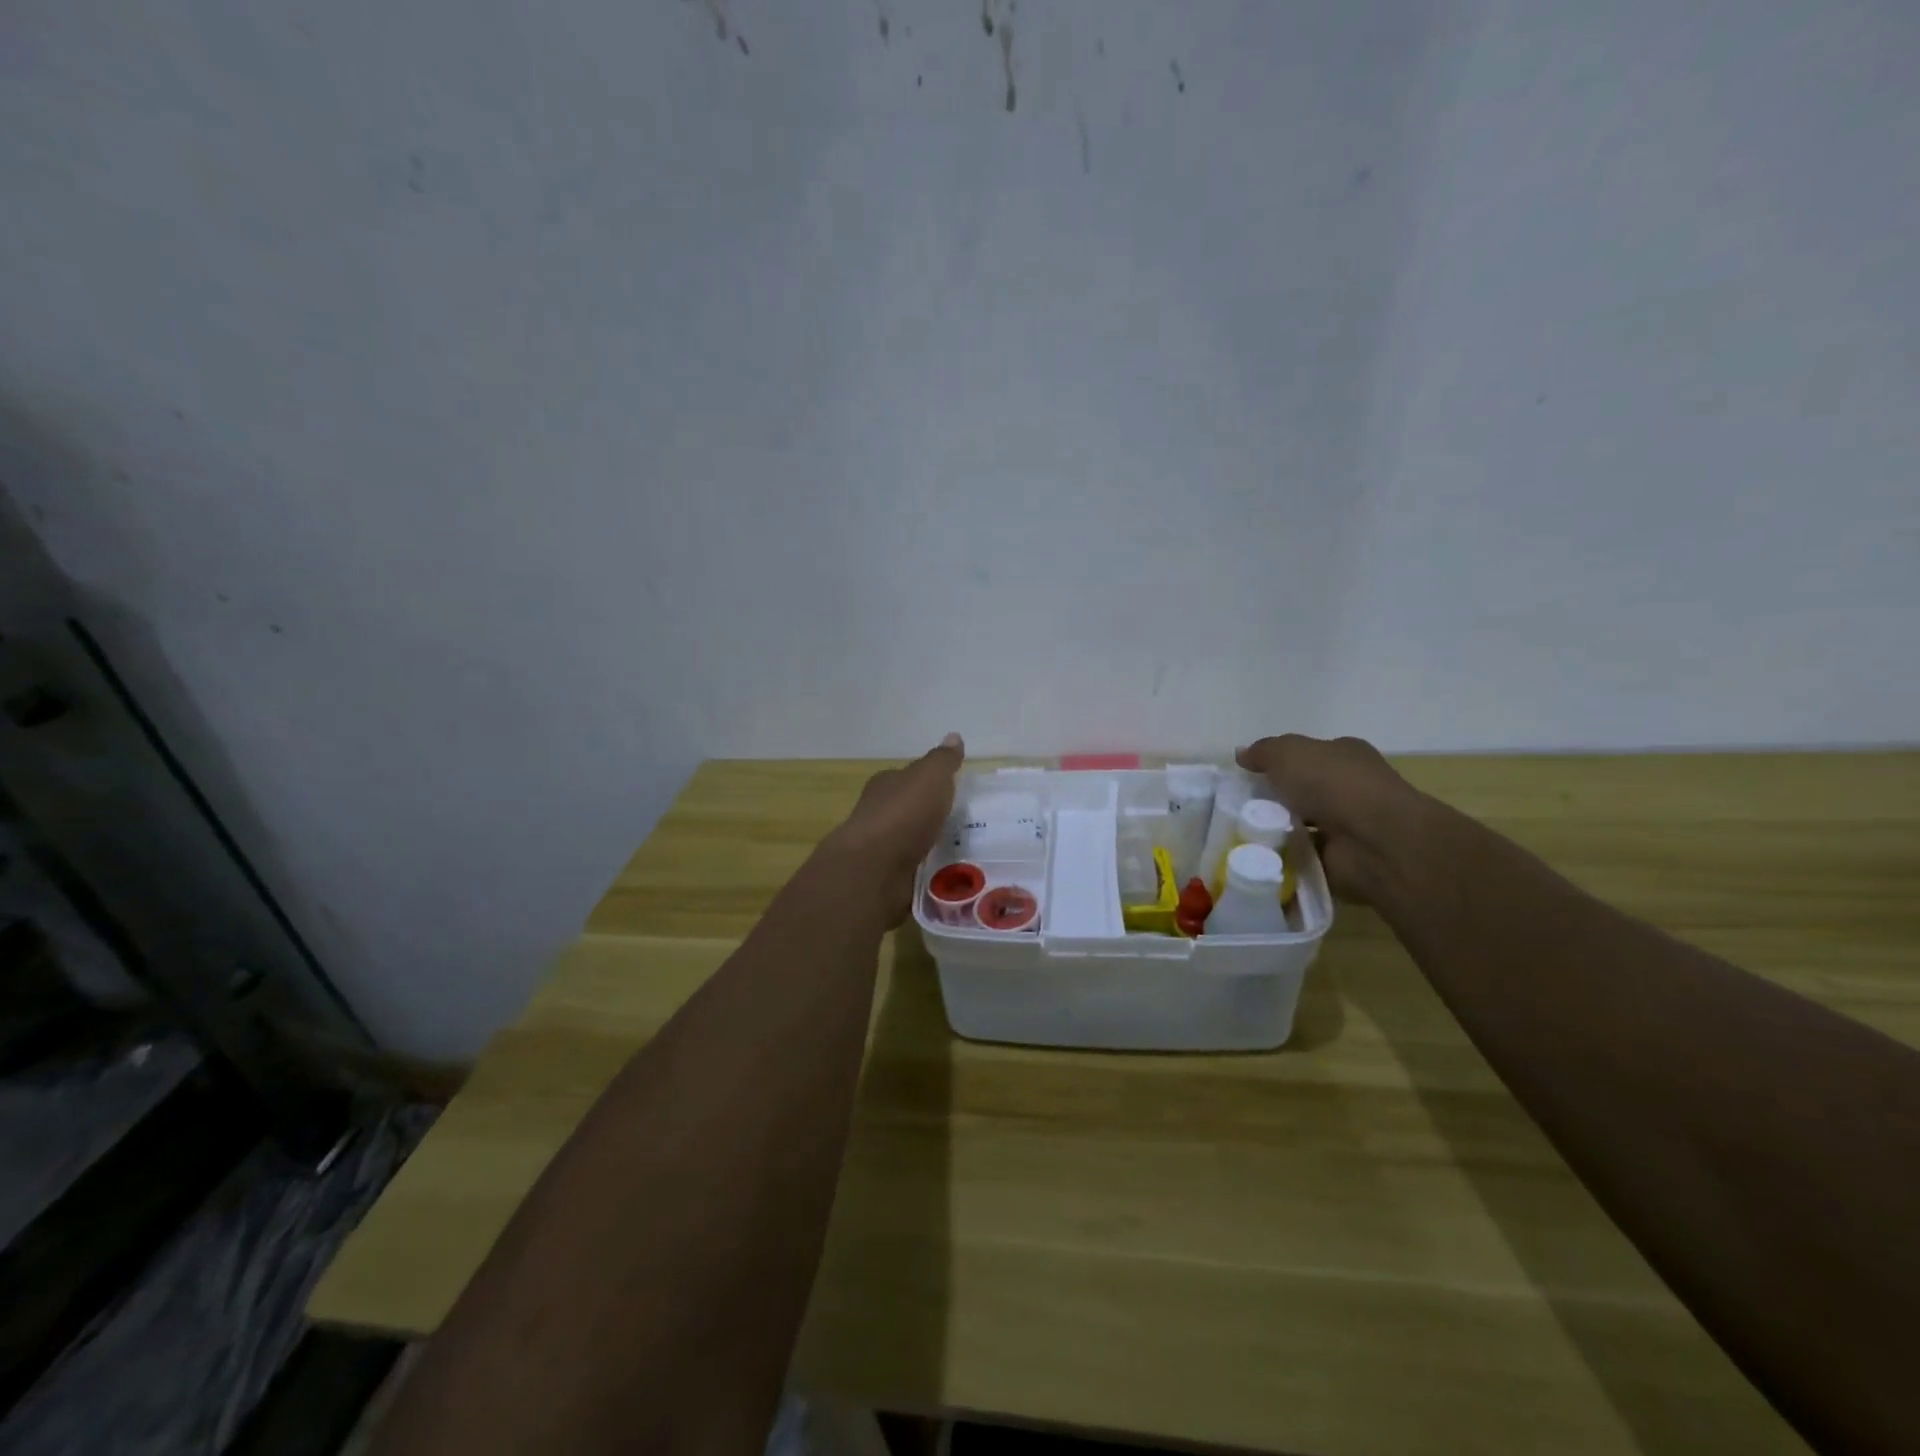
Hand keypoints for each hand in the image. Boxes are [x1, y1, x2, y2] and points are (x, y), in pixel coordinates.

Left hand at [825, 733, 965, 925]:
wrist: (874, 868)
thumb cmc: (903, 814)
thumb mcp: (930, 777)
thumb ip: (943, 760)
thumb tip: (954, 736)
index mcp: (886, 785)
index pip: (907, 778)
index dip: (928, 782)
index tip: (951, 790)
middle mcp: (879, 813)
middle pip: (909, 810)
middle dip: (931, 815)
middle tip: (964, 823)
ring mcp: (881, 848)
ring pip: (912, 842)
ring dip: (930, 845)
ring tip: (964, 852)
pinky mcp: (886, 877)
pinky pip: (914, 870)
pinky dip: (928, 872)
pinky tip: (948, 876)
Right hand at [1236, 734, 1424, 901]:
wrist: (1375, 840)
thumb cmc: (1333, 784)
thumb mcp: (1288, 753)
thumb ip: (1263, 752)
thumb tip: (1241, 754)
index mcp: (1345, 756)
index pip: (1308, 755)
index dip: (1279, 763)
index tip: (1248, 777)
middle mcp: (1350, 788)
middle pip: (1302, 791)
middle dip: (1273, 800)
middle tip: (1238, 809)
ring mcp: (1348, 825)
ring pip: (1301, 825)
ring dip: (1276, 831)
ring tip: (1241, 835)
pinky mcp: (1341, 859)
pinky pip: (1302, 856)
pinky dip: (1284, 858)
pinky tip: (1258, 858)